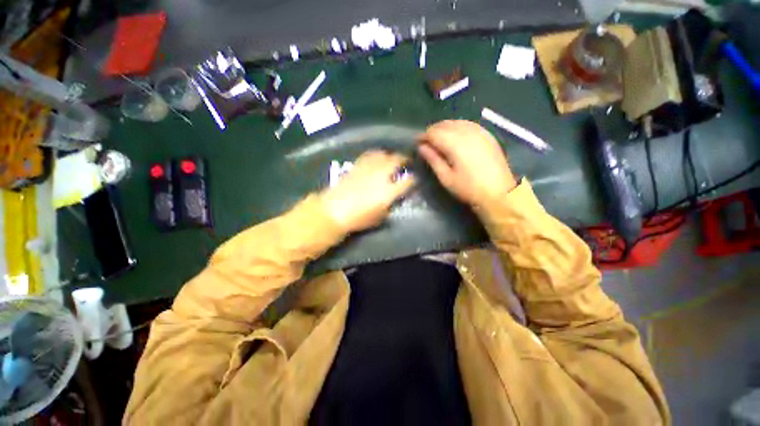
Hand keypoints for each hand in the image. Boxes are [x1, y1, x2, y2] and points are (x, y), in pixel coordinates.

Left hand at [320, 150, 414, 232]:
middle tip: (406, 162)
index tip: (414, 179)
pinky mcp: (357, 165)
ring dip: (390, 155)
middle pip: (397, 161)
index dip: (413, 179)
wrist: (334, 211)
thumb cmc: (358, 219)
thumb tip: (392, 200)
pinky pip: (370, 155)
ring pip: (383, 154)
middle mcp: (381, 176)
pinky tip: (376, 157)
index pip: (407, 181)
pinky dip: (376, 154)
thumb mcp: (379, 218)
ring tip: (391, 158)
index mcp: (389, 191)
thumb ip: (389, 207)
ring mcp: (368, 168)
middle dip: (404, 159)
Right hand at [418, 120, 516, 207]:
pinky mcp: (488, 135)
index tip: (416, 142)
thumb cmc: (469, 188)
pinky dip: (458, 127)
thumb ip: (433, 160)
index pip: (434, 133)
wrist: (499, 192)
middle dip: (433, 131)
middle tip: (426, 142)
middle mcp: (467, 132)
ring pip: (457, 122)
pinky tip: (456, 135)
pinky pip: (469, 124)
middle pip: (445, 124)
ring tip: (439, 139)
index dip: (423, 136)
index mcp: (455, 144)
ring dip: (444, 128)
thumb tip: (421, 147)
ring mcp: (480, 132)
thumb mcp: (446, 178)